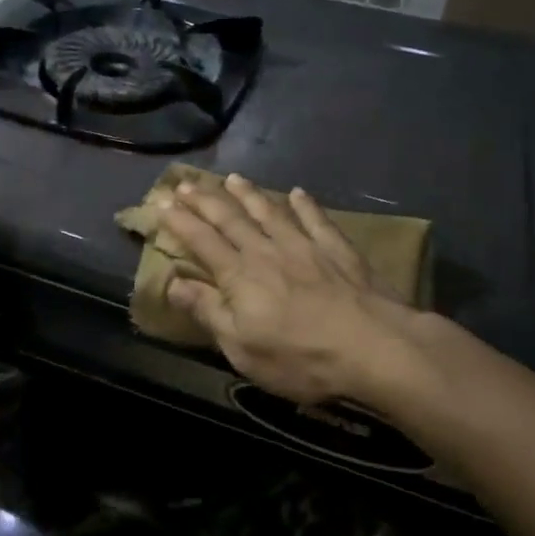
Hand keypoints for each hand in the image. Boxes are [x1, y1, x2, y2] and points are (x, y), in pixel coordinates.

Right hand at [159, 174, 412, 405]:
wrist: (372, 346)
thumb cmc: (300, 357)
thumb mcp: (242, 347)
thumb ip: (208, 311)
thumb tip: (173, 283)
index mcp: (239, 276)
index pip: (202, 241)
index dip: (180, 222)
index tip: (162, 202)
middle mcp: (266, 251)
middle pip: (230, 219)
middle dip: (205, 200)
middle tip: (186, 183)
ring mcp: (304, 246)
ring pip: (269, 212)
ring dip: (249, 194)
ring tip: (233, 178)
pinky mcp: (337, 250)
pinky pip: (316, 220)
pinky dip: (305, 205)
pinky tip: (298, 193)